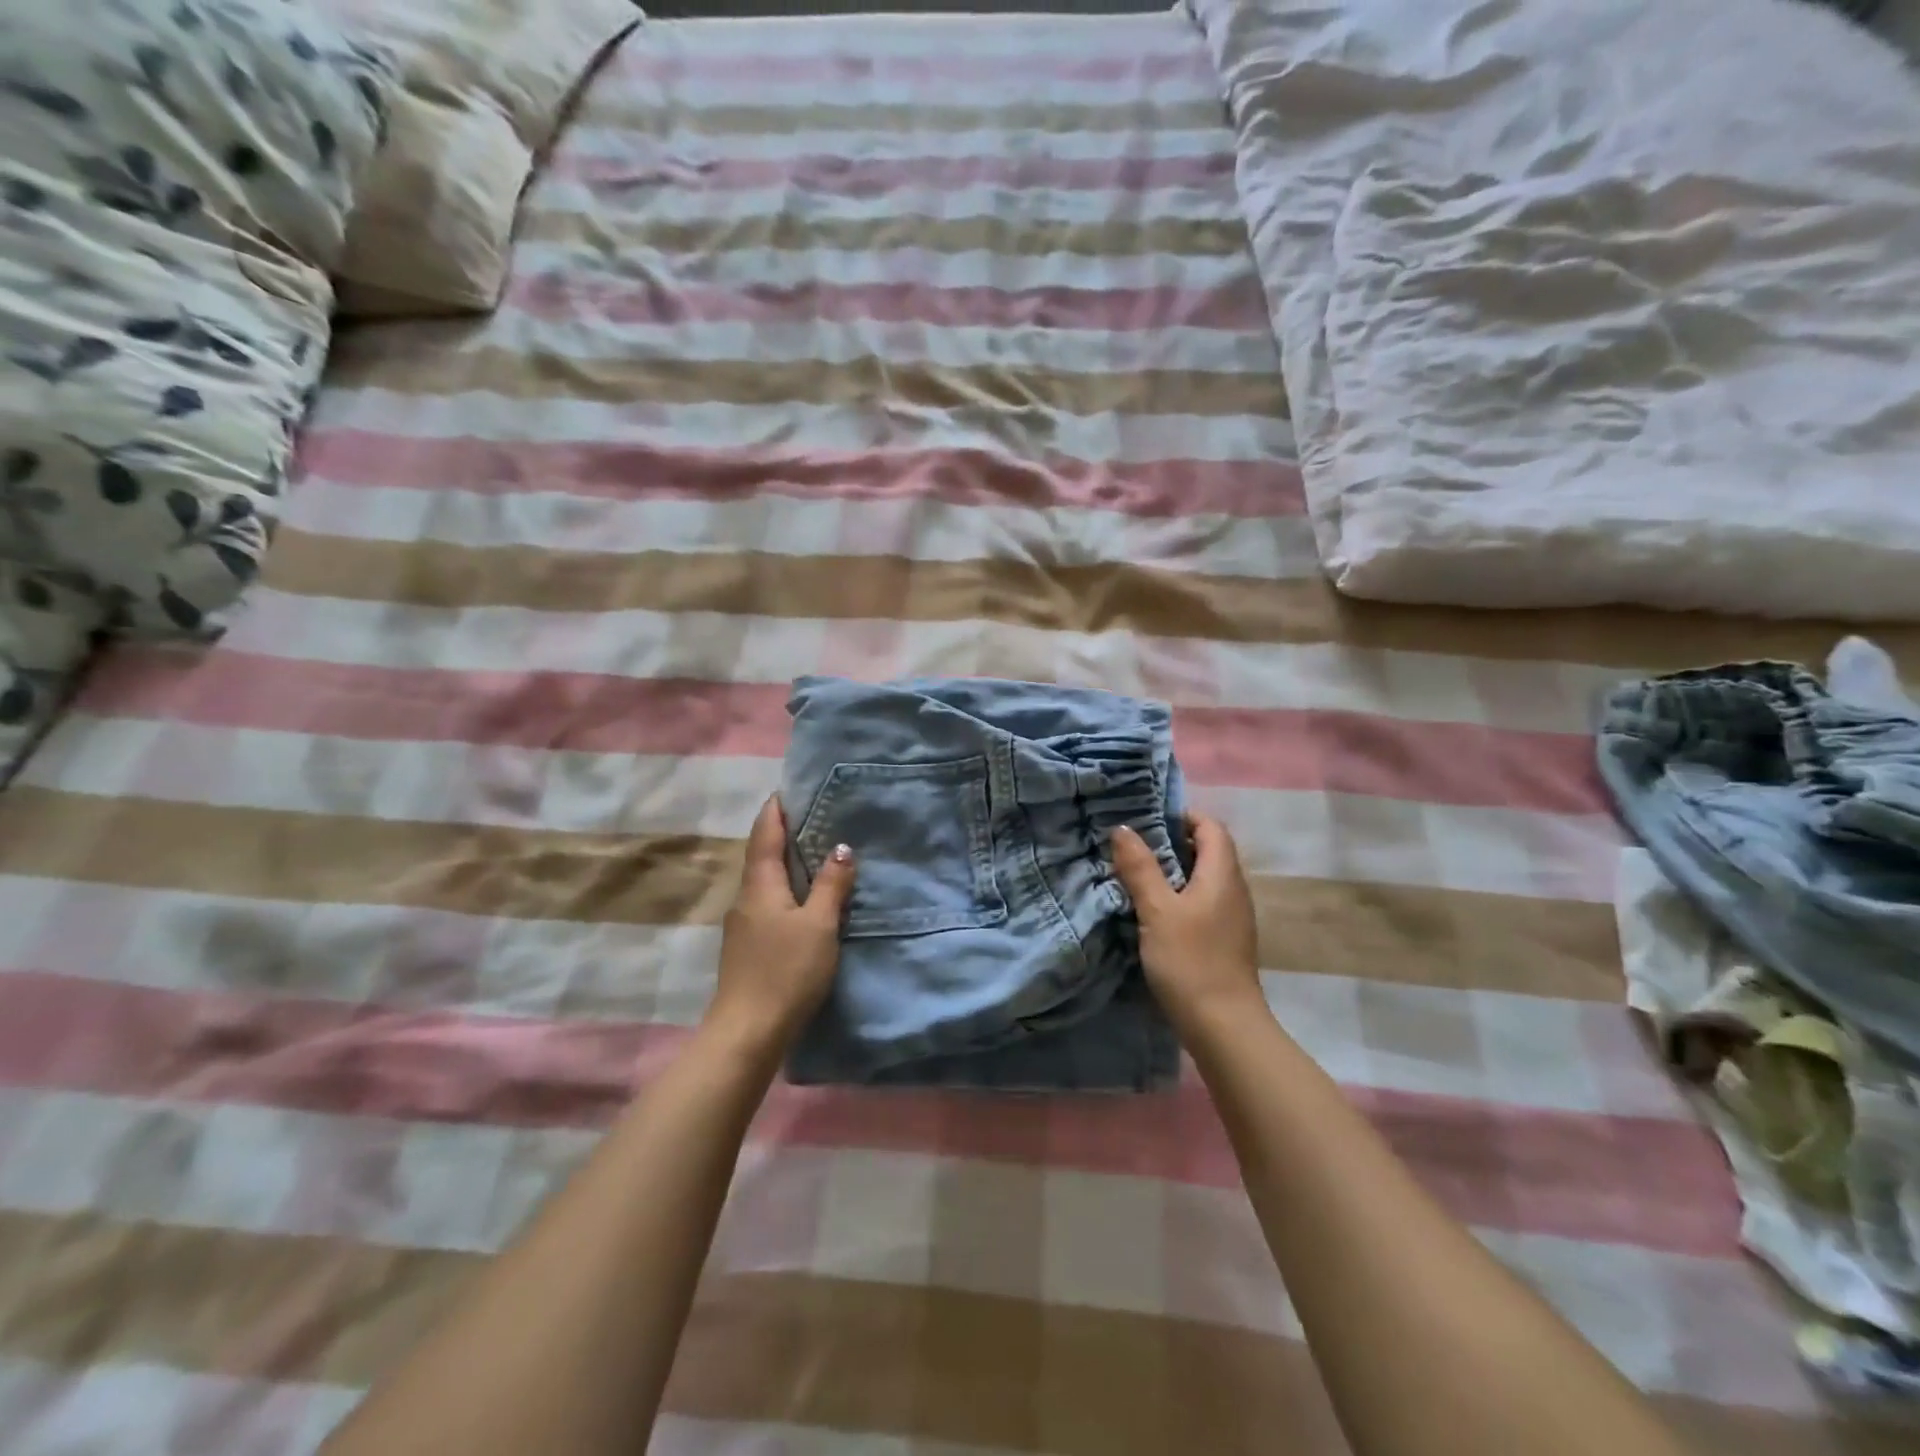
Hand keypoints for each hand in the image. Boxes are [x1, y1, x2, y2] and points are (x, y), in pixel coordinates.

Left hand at [706, 796, 856, 1055]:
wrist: (747, 1033)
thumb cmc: (785, 971)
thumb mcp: (819, 925)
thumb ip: (831, 885)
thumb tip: (841, 847)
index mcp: (760, 885)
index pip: (765, 833)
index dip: (777, 809)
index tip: (792, 788)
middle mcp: (746, 898)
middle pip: (762, 854)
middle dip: (784, 833)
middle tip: (815, 816)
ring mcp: (743, 924)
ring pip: (765, 881)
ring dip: (786, 863)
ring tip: (816, 853)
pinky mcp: (748, 947)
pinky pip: (768, 903)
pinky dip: (786, 889)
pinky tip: (804, 899)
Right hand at [1110, 812, 1262, 1031]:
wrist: (1223, 1027)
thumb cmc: (1191, 961)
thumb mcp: (1157, 910)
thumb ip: (1140, 868)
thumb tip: (1123, 828)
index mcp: (1223, 875)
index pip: (1211, 827)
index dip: (1182, 816)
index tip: (1146, 819)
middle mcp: (1233, 890)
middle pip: (1208, 851)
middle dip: (1171, 842)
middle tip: (1131, 844)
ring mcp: (1230, 918)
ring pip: (1202, 879)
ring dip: (1172, 871)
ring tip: (1135, 873)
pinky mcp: (1223, 940)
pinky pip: (1201, 903)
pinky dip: (1178, 896)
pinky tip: (1151, 911)